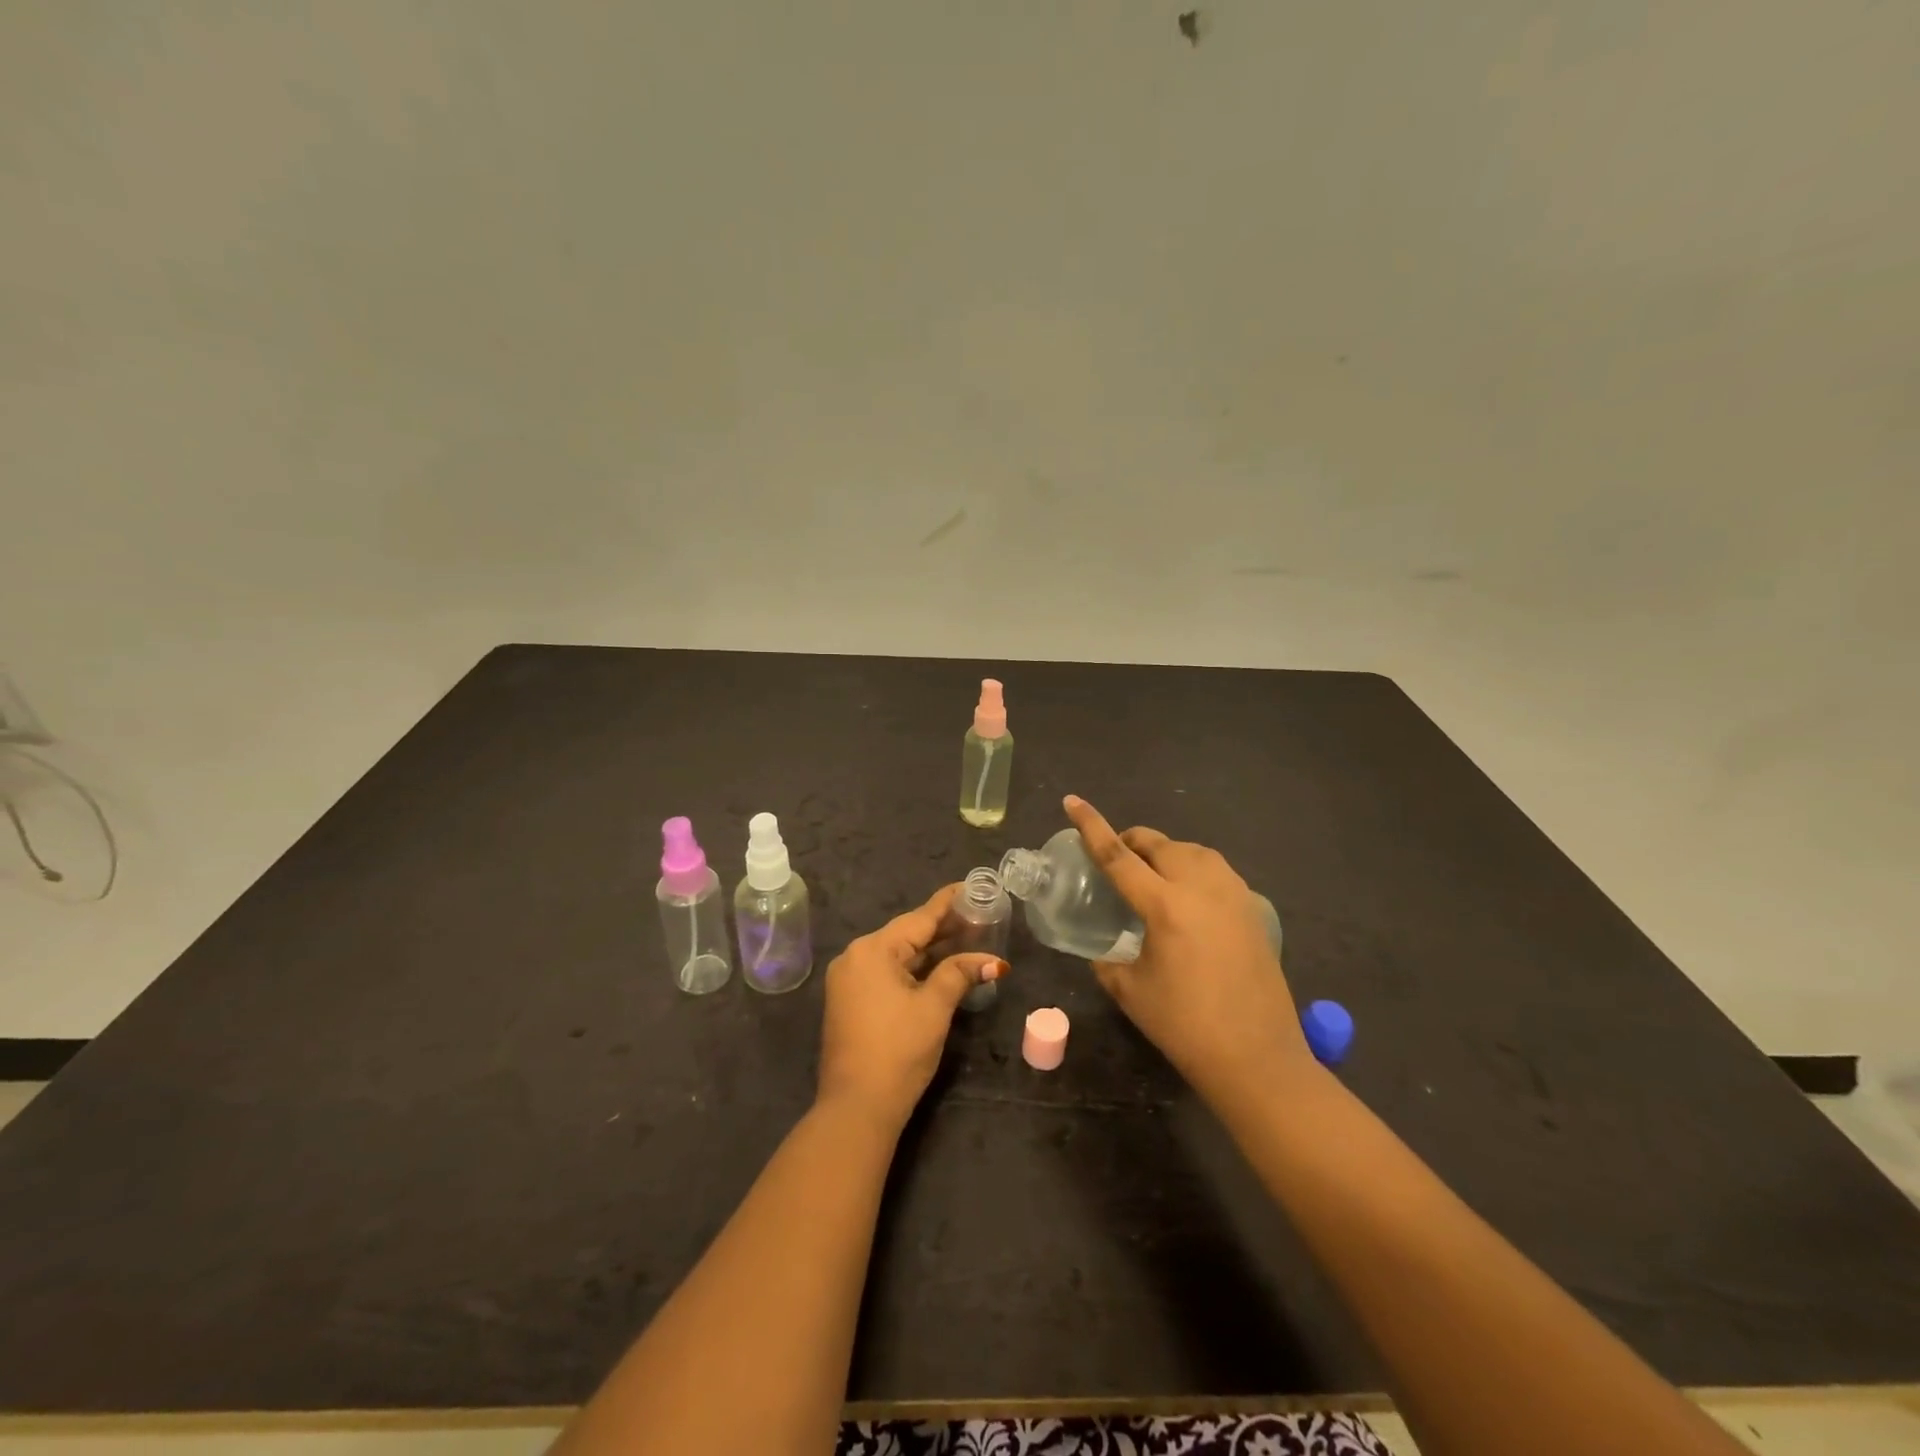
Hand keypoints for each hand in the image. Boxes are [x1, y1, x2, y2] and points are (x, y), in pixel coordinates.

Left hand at [817, 884, 1005, 1134]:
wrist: (856, 1108)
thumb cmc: (898, 1050)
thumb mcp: (934, 1007)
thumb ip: (960, 974)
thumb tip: (992, 961)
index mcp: (872, 950)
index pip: (918, 918)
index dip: (947, 903)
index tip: (969, 886)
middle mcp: (855, 957)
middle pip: (907, 935)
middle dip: (943, 928)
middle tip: (979, 916)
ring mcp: (850, 981)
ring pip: (898, 955)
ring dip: (931, 951)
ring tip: (968, 937)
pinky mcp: (852, 1002)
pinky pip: (888, 973)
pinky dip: (914, 969)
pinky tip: (940, 966)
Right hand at [1064, 795, 1311, 1106]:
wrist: (1257, 1058)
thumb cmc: (1185, 1026)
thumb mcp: (1130, 991)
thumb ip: (1107, 961)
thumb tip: (1101, 950)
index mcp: (1165, 905)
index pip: (1117, 855)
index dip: (1091, 825)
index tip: (1073, 800)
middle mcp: (1201, 887)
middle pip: (1158, 844)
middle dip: (1131, 841)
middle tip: (1115, 858)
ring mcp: (1232, 894)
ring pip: (1191, 851)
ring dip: (1165, 853)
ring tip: (1152, 874)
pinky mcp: (1252, 908)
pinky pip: (1216, 870)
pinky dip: (1194, 870)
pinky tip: (1189, 897)